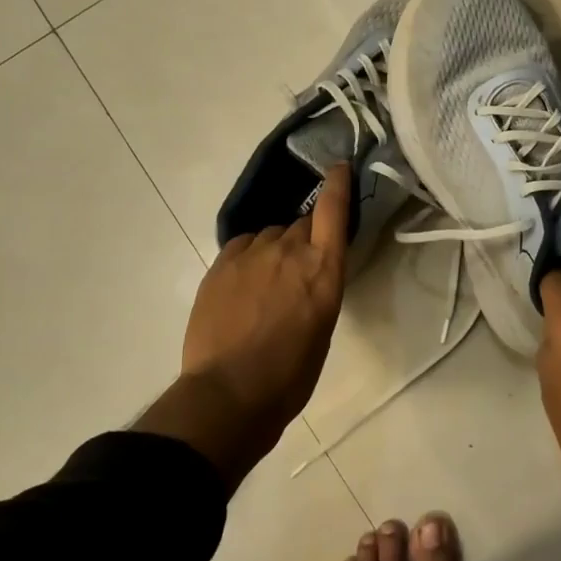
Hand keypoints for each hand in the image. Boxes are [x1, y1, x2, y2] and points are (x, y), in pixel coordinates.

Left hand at [136, 164, 350, 490]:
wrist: (229, 393)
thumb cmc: (290, 374)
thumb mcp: (323, 327)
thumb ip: (319, 287)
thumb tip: (309, 275)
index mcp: (324, 269)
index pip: (334, 210)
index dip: (338, 184)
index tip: (339, 167)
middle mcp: (290, 250)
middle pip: (301, 225)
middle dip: (303, 239)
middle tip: (298, 270)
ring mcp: (252, 254)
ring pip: (270, 235)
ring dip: (274, 250)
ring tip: (267, 283)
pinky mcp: (221, 264)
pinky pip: (242, 246)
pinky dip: (249, 257)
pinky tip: (244, 281)